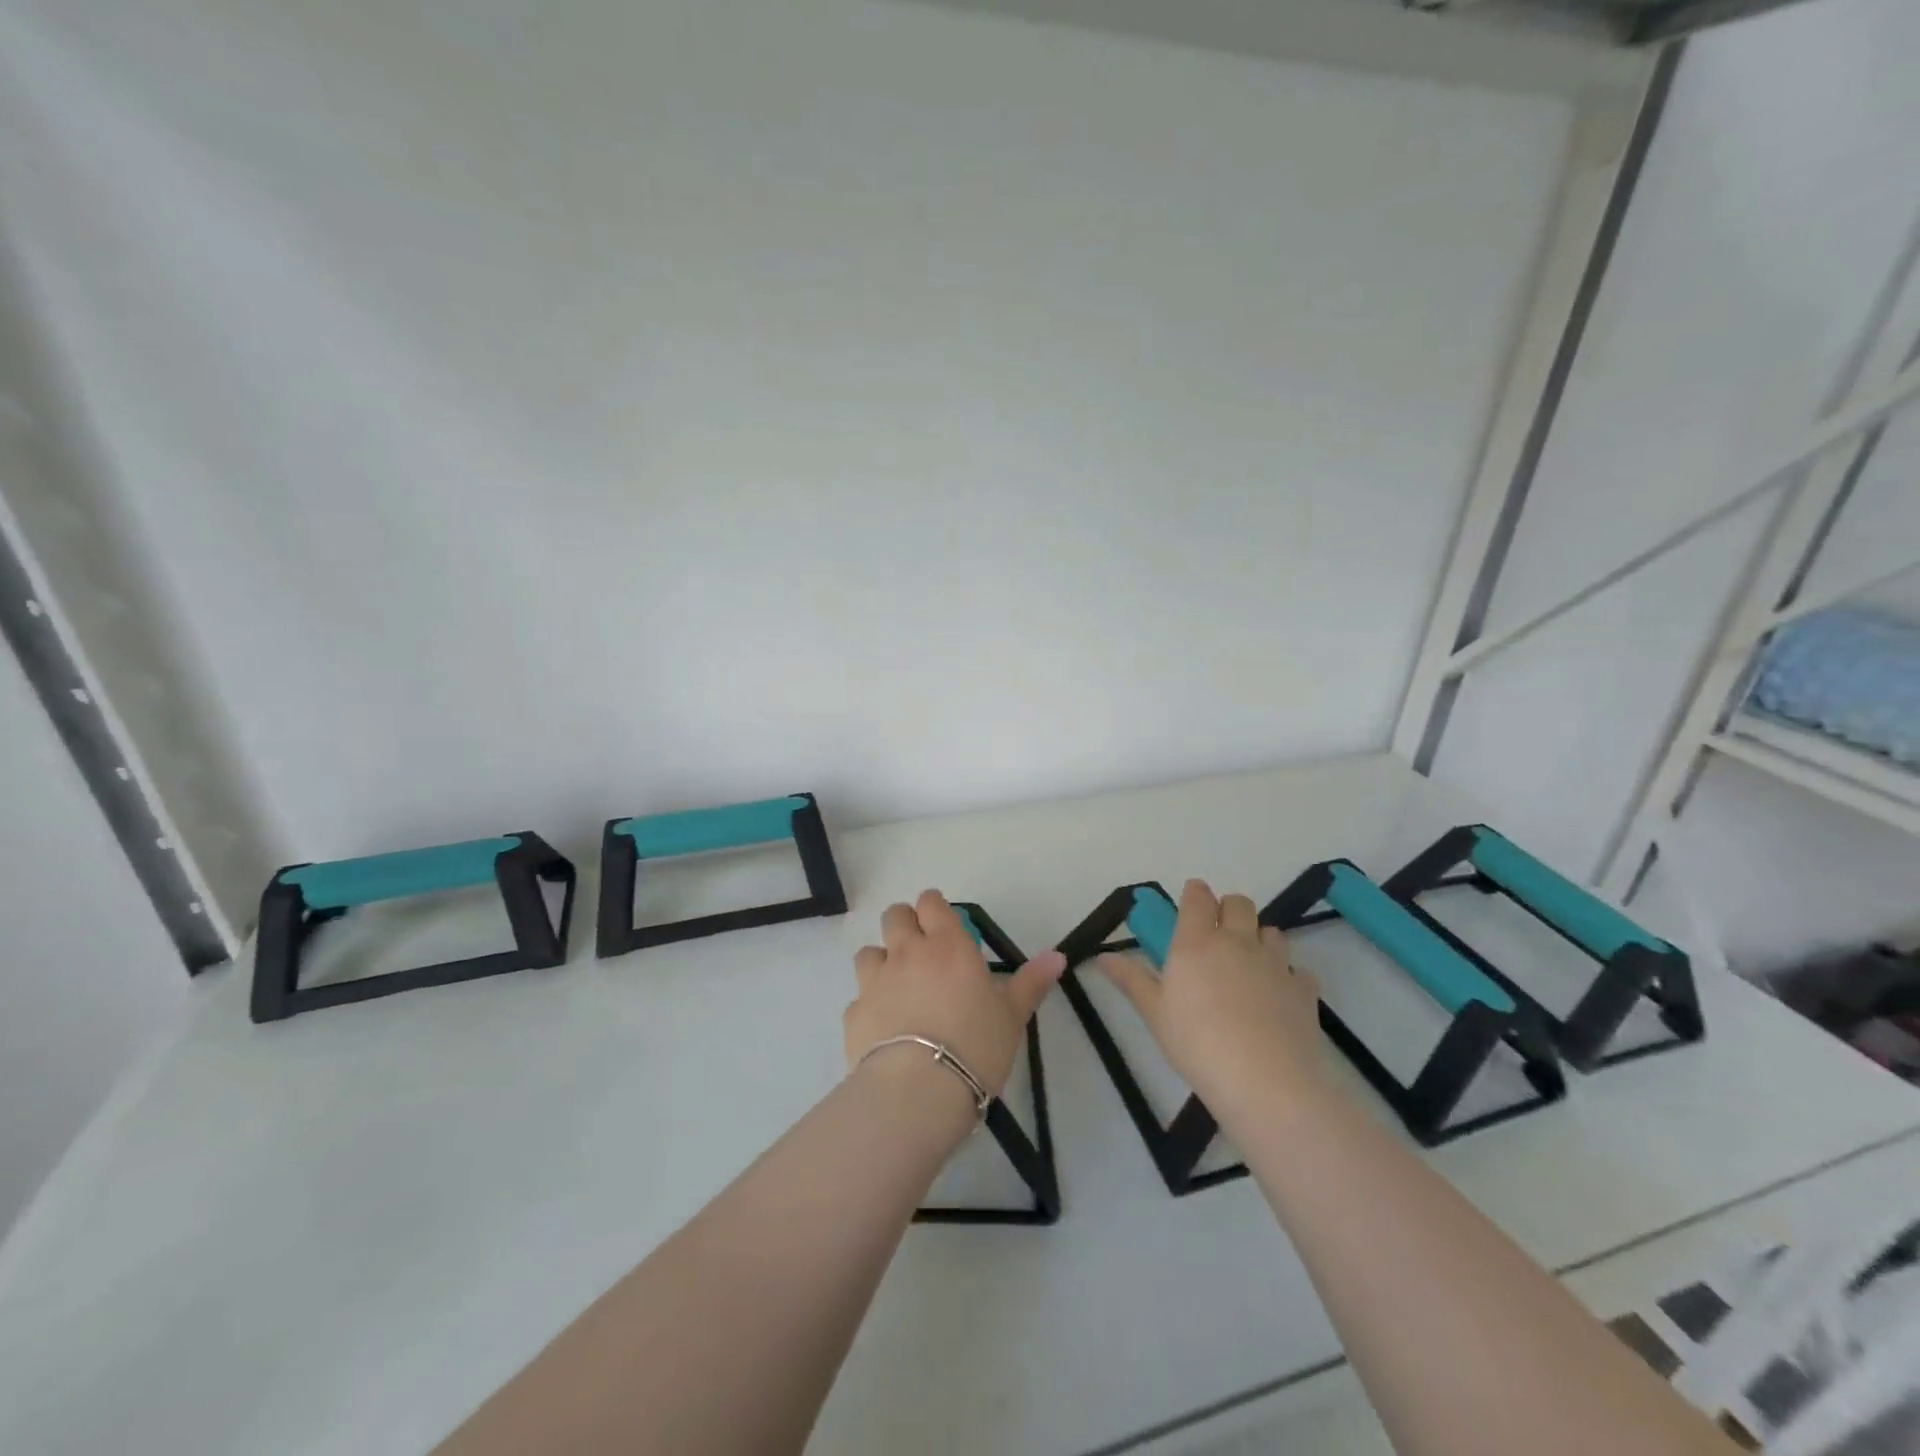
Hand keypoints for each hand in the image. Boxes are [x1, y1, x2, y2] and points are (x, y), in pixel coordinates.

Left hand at [846, 890, 1065, 1099]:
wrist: (918, 1090)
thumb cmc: (976, 1045)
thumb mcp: (1012, 1015)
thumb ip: (1031, 982)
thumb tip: (1057, 956)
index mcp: (947, 945)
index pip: (931, 903)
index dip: (935, 907)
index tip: (944, 922)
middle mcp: (907, 952)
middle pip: (895, 915)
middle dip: (905, 923)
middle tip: (922, 948)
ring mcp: (875, 981)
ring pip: (869, 951)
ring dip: (882, 960)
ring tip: (898, 986)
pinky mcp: (853, 1013)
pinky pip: (859, 997)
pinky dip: (870, 1005)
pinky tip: (884, 1027)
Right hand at [1098, 879, 1323, 1116]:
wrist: (1266, 1082)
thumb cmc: (1197, 1044)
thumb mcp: (1154, 1013)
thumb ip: (1131, 980)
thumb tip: (1102, 956)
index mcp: (1196, 942)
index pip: (1198, 897)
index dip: (1195, 893)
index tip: (1191, 901)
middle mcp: (1237, 942)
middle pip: (1239, 903)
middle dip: (1229, 909)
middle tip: (1217, 934)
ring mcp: (1275, 963)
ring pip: (1271, 932)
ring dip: (1259, 938)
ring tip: (1249, 965)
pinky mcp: (1304, 989)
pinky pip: (1298, 970)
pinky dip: (1289, 976)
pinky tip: (1279, 997)